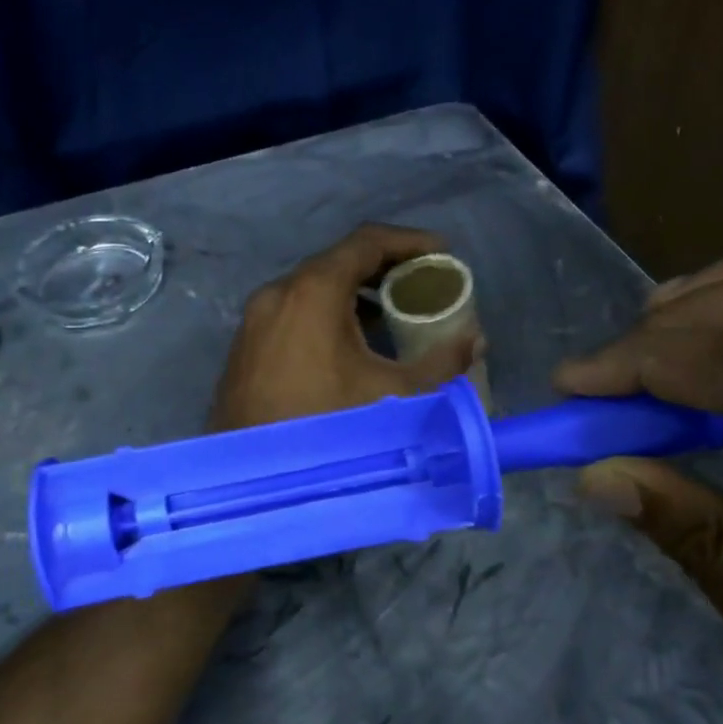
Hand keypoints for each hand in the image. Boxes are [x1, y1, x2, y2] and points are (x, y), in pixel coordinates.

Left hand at [211, 224, 479, 431]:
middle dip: (385, 267)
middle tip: (422, 283)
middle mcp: (278, 293)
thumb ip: (440, 364)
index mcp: (313, 291)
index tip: (443, 254)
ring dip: (355, 293)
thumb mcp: (394, 395)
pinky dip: (327, 313)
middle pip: (339, 261)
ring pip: (313, 288)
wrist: (252, 482)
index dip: (410, 241)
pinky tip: (351, 344)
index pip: (367, 242)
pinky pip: (294, 311)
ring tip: (392, 314)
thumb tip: (475, 341)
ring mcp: (256, 319)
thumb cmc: (327, 426)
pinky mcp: (246, 346)